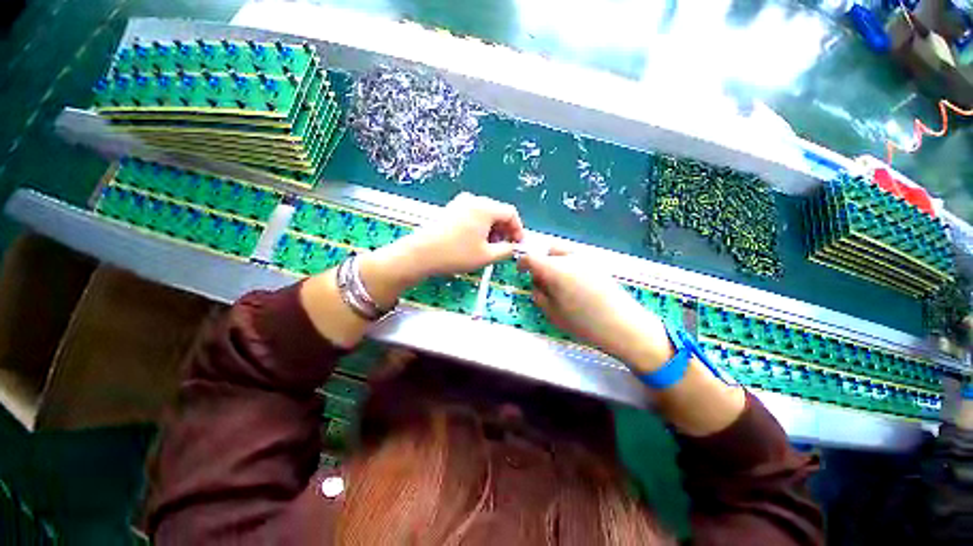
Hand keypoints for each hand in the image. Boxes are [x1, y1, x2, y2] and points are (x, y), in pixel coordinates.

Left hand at [402, 192, 524, 277]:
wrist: (421, 254)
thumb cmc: (457, 254)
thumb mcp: (487, 256)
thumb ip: (507, 250)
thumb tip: (515, 248)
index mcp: (485, 207)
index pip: (511, 213)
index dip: (518, 230)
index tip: (518, 245)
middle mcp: (473, 200)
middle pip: (497, 212)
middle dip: (504, 231)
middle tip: (504, 248)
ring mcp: (460, 203)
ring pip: (485, 215)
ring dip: (492, 230)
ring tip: (489, 248)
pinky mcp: (451, 209)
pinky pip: (473, 215)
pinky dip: (480, 228)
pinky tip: (475, 242)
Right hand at [519, 248, 674, 373]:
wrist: (624, 325)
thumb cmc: (584, 323)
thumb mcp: (553, 313)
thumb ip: (539, 295)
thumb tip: (536, 284)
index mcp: (554, 269)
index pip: (531, 257)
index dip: (522, 263)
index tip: (521, 271)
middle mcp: (569, 258)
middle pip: (546, 252)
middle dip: (540, 264)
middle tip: (542, 283)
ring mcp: (585, 259)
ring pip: (561, 252)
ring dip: (554, 262)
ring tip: (559, 283)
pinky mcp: (597, 264)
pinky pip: (574, 257)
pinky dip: (567, 264)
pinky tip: (575, 284)